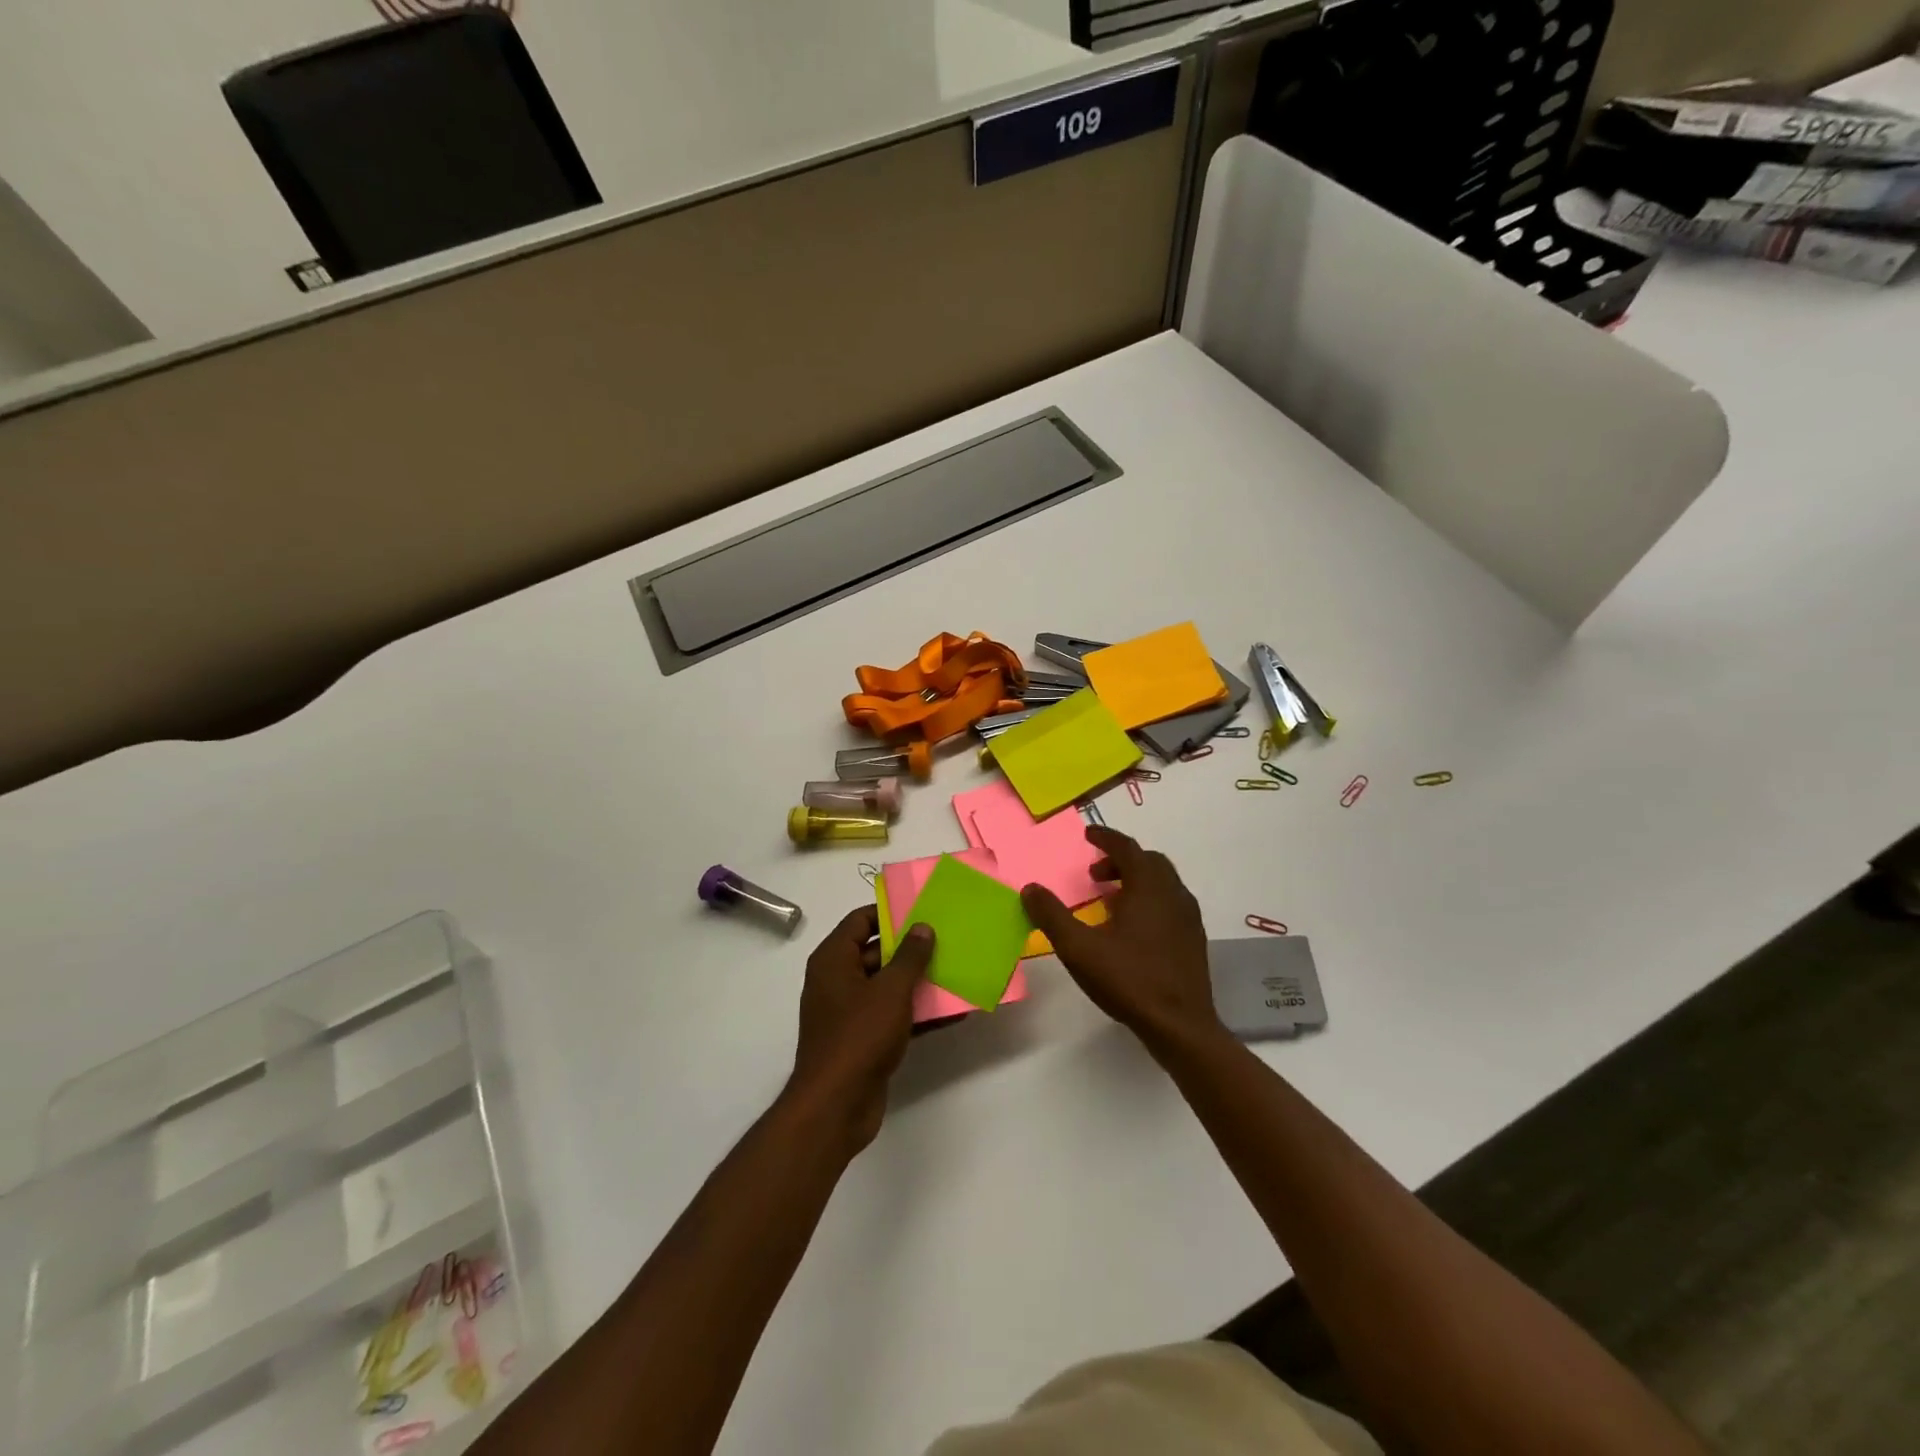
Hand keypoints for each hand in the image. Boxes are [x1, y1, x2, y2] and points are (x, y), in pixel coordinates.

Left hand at [785, 906, 933, 1153]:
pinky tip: (953, 1011)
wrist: (836, 1106)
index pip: (859, 921)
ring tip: (956, 969)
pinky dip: (917, 1012)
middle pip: (876, 952)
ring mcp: (849, 1012)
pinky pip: (893, 1015)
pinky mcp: (863, 1039)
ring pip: (887, 986)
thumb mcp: (890, 990)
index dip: (889, 912)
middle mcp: (837, 980)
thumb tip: (923, 927)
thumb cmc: (859, 1036)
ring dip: (918, 981)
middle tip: (947, 938)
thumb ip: (910, 956)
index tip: (922, 909)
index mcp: (833, 960)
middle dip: (911, 948)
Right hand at [1021, 826, 1221, 1054]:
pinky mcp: (1194, 938)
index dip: (1105, 838)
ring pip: (1162, 882)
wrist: (1180, 1025)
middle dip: (1120, 859)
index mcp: (1148, 886)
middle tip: (1095, 872)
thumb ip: (1052, 915)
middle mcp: (1173, 893)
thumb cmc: (1129, 980)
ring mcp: (1188, 916)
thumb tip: (1030, 888)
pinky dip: (1149, 899)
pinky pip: (1170, 903)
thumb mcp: (1078, 948)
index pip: (1126, 848)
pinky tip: (1133, 927)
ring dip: (1135, 880)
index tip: (1088, 835)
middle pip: (1147, 861)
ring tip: (1110, 900)